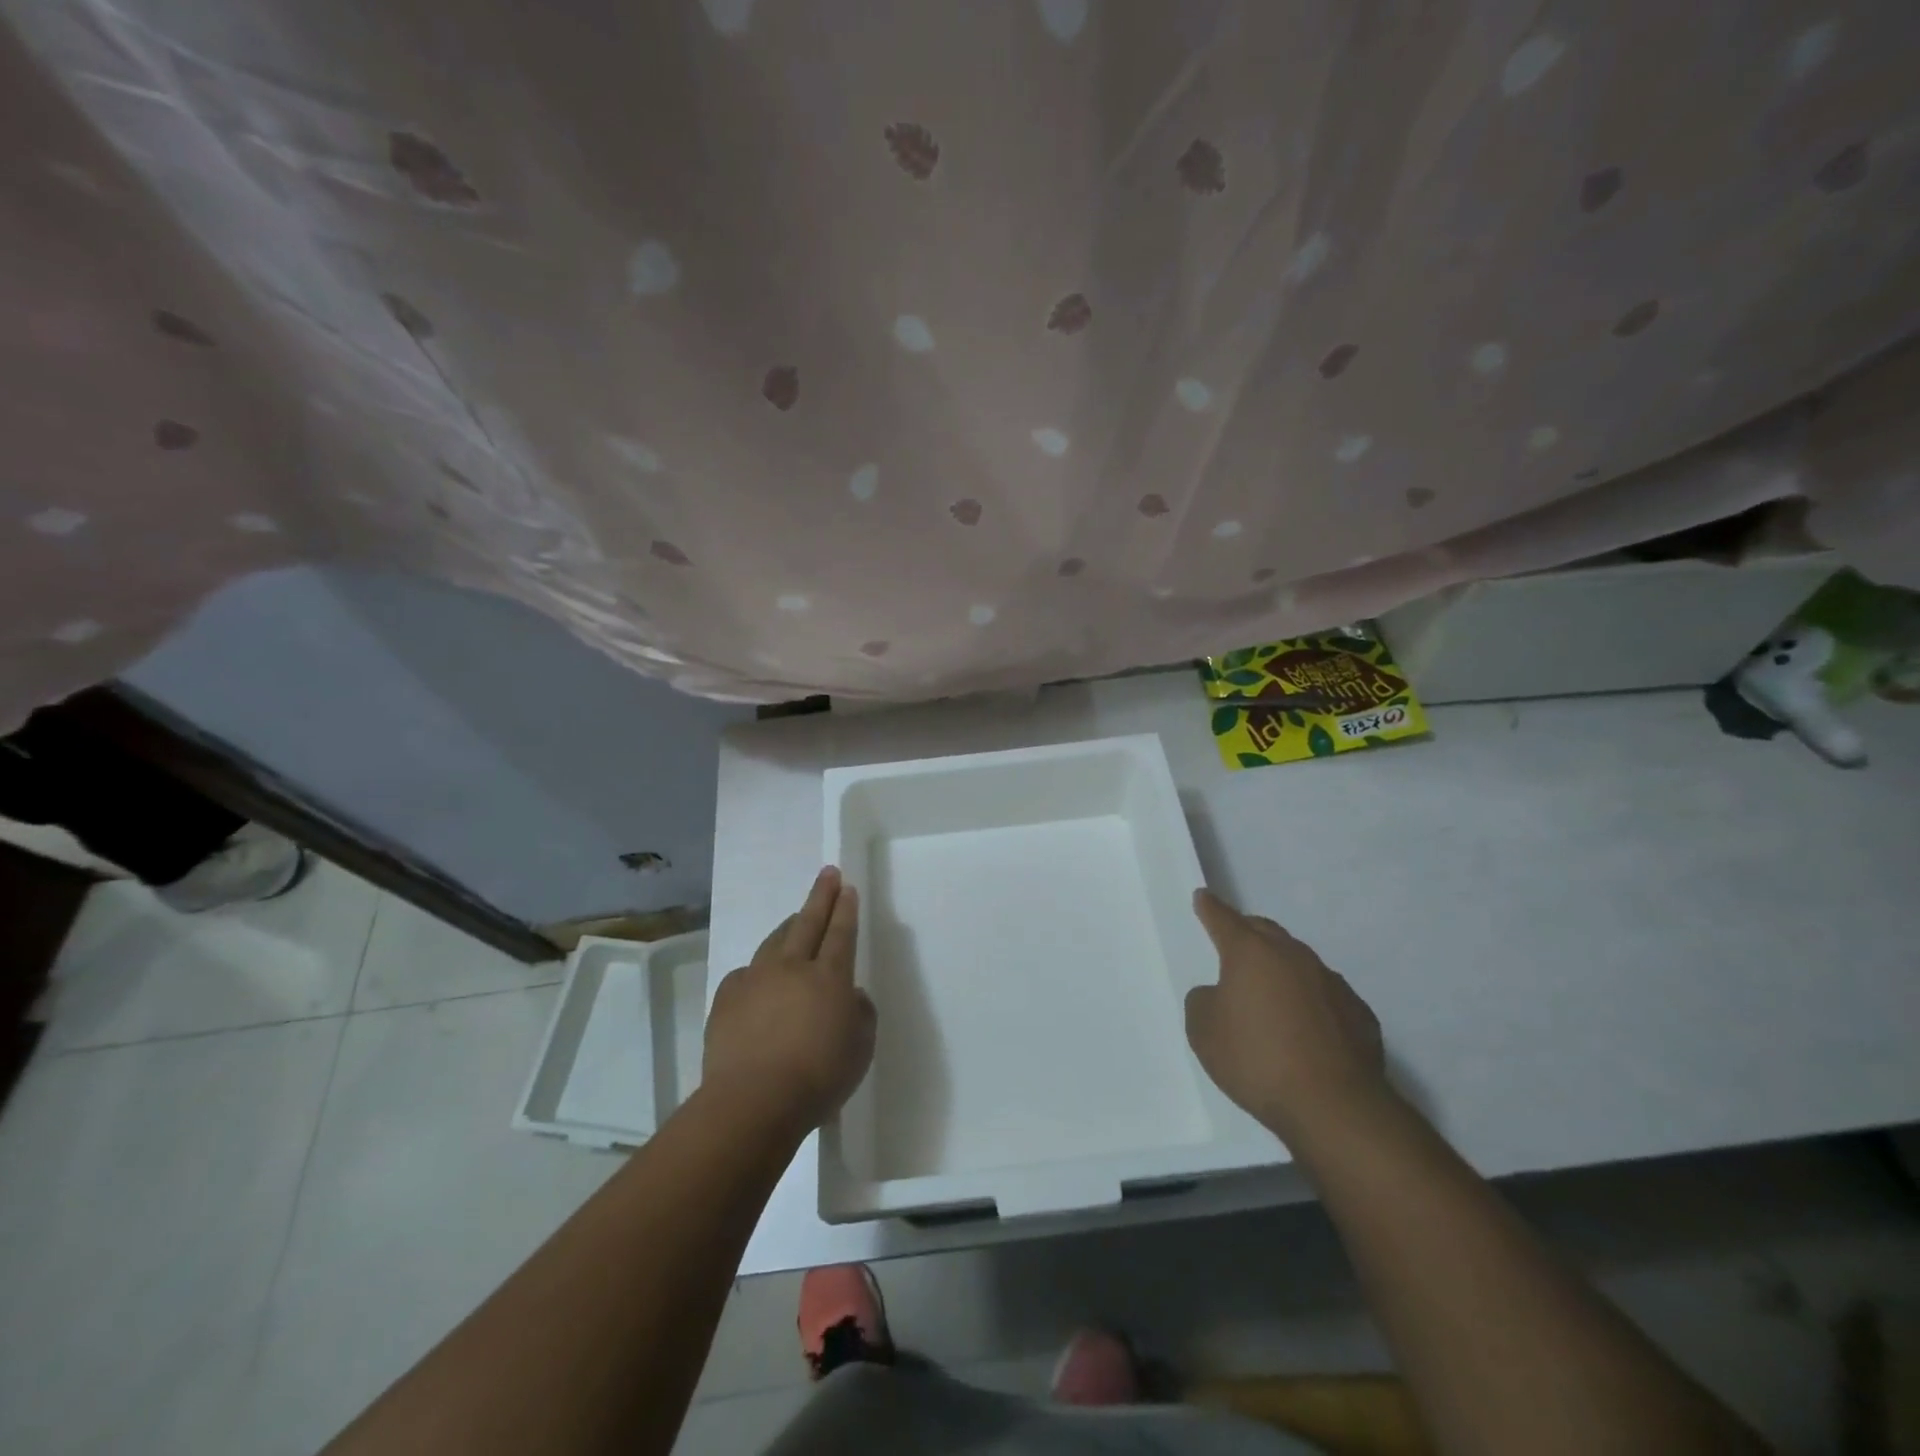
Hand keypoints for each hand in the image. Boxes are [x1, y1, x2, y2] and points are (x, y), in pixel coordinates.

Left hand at [702, 867, 875, 1136]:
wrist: (753, 1101)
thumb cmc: (818, 1077)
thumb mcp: (861, 1049)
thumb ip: (861, 1015)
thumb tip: (850, 997)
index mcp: (829, 977)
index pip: (841, 933)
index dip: (845, 909)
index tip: (847, 887)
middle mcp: (792, 968)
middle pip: (808, 922)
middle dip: (821, 896)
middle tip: (827, 874)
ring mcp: (755, 980)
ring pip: (774, 941)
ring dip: (789, 926)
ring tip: (795, 918)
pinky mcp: (726, 999)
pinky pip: (746, 974)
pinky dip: (758, 970)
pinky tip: (759, 978)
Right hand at [1186, 888, 1388, 1145]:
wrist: (1334, 1106)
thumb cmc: (1257, 1060)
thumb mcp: (1203, 1031)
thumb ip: (1203, 1001)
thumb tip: (1220, 994)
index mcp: (1251, 953)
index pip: (1224, 919)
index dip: (1210, 908)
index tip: (1203, 896)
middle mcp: (1293, 956)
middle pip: (1265, 931)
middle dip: (1247, 932)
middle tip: (1235, 943)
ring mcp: (1331, 982)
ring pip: (1299, 962)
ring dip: (1281, 969)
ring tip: (1270, 995)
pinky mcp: (1359, 1013)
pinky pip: (1326, 995)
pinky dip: (1310, 1001)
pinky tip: (1306, 1028)